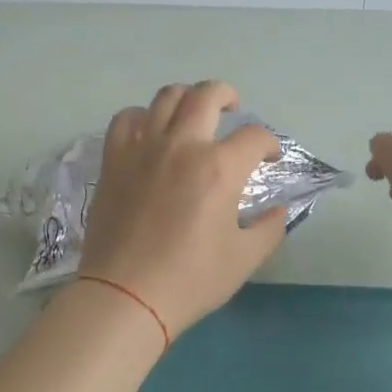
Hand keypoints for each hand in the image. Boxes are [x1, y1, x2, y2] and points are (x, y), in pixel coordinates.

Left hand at [78, 81, 286, 337]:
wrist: (125, 296)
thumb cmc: (190, 280)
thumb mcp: (244, 259)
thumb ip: (269, 228)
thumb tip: (277, 210)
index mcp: (219, 168)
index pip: (254, 136)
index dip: (269, 143)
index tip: (269, 158)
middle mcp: (182, 146)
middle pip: (207, 95)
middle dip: (227, 95)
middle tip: (233, 108)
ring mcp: (143, 148)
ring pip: (166, 97)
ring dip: (186, 98)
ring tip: (192, 113)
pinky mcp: (114, 159)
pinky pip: (126, 119)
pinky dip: (142, 117)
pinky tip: (150, 132)